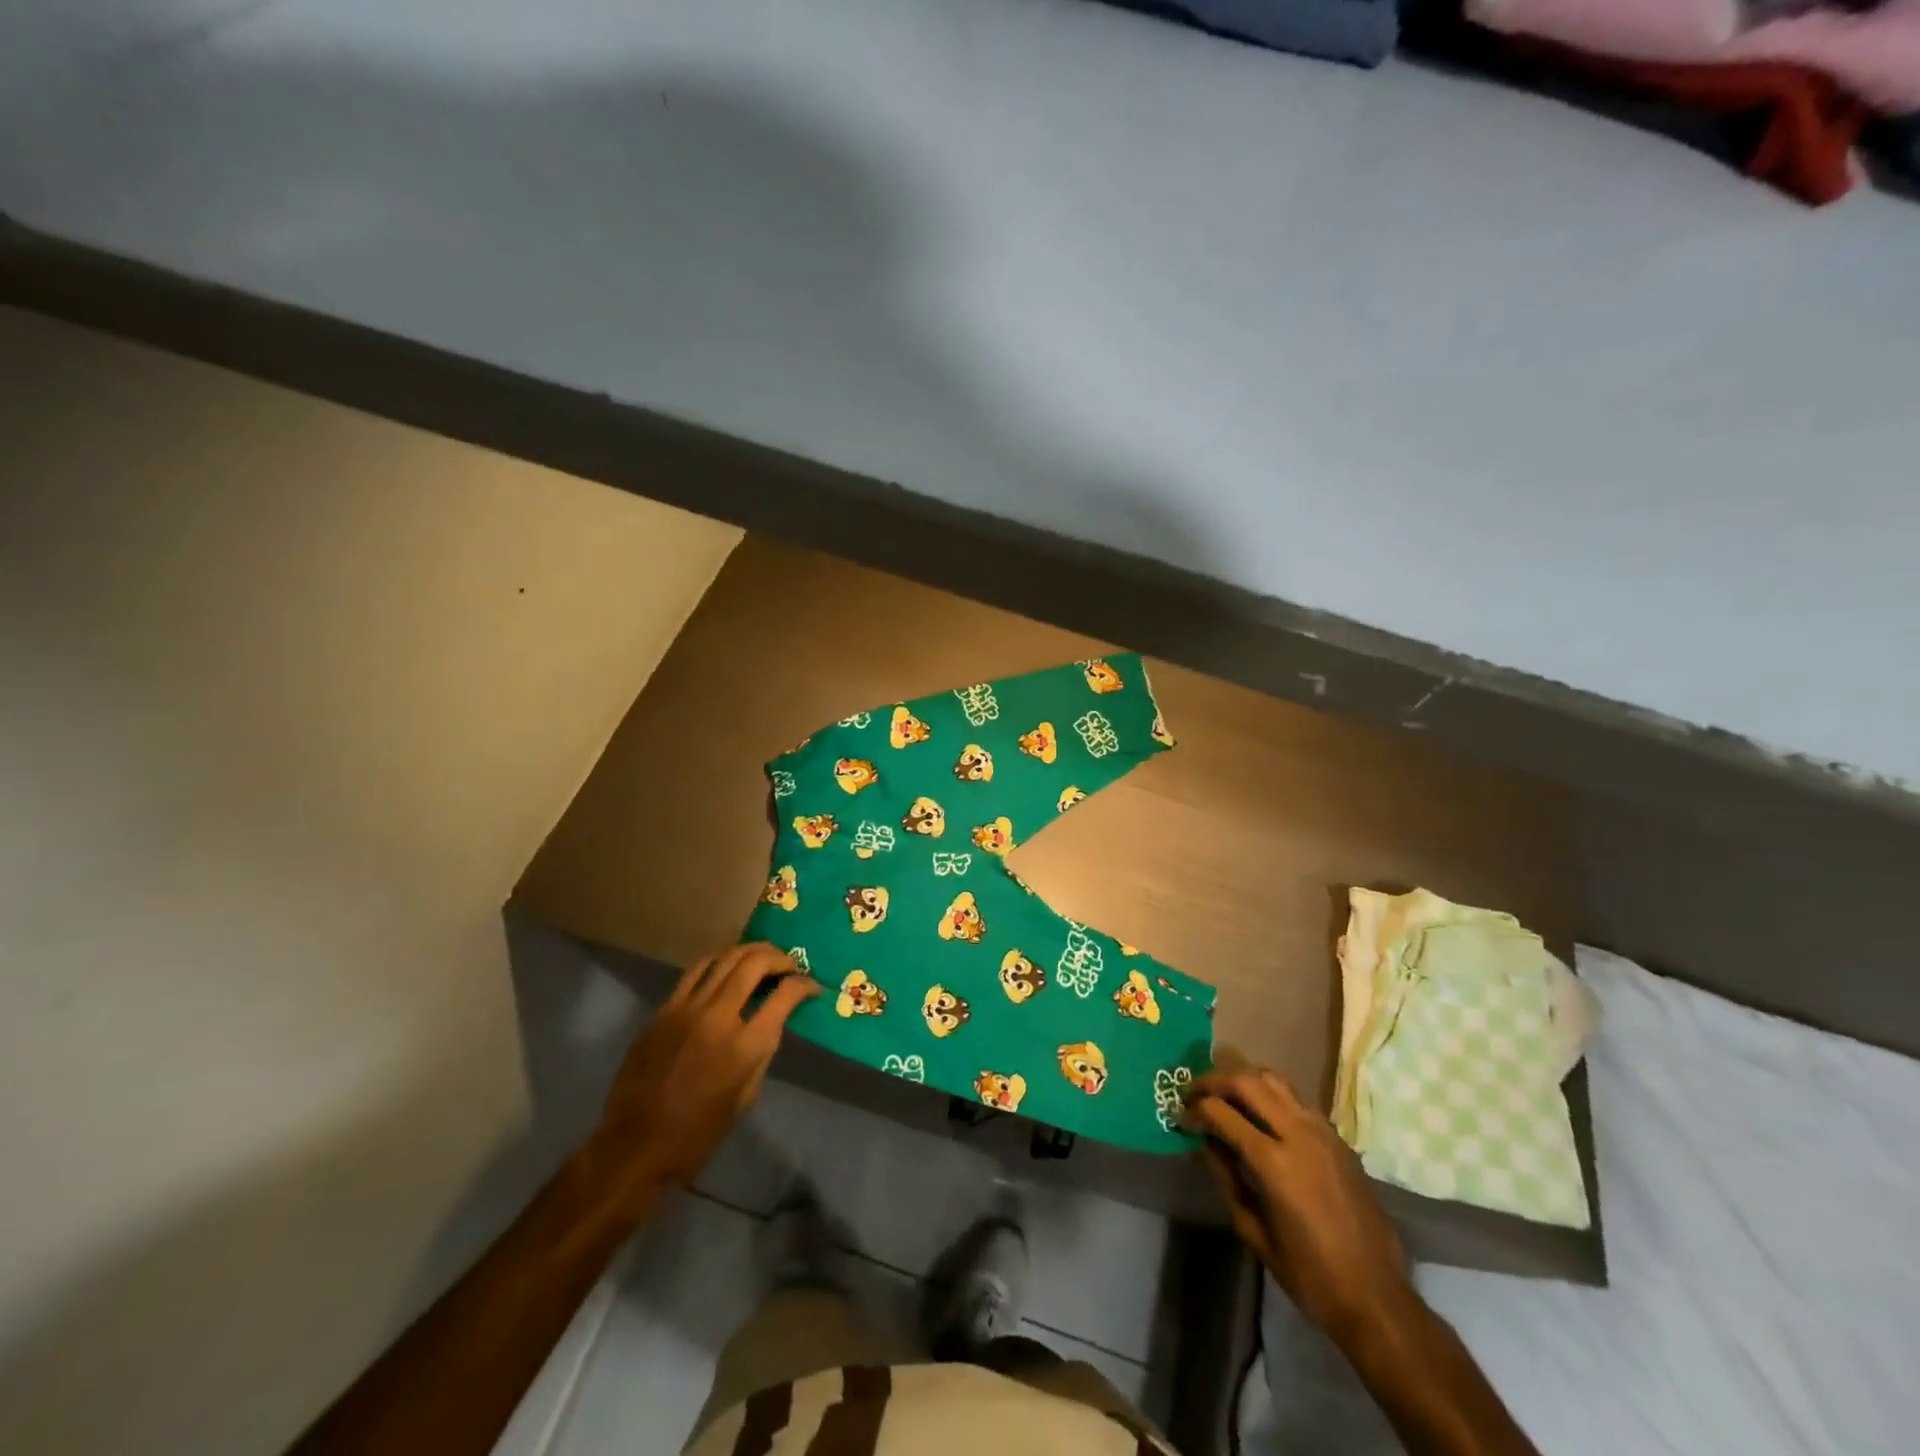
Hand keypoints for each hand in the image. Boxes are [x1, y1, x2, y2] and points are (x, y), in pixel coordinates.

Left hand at [584, 944, 819, 1209]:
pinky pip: (695, 972)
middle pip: (755, 964)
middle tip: (790, 965)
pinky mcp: (663, 1010)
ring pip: (724, 958)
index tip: (811, 987)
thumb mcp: (746, 1096)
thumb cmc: (698, 1133)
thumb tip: (772, 1020)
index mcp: (744, 1046)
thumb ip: (762, 1051)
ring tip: (763, 957)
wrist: (635, 1146)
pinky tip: (727, 967)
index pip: (785, 995)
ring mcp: (686, 1009)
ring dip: (750, 952)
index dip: (804, 985)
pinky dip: (718, 962)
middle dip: (779, 958)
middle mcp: (718, 1017)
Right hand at [1185, 1067, 1414, 1337]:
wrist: (1377, 1297)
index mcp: (1274, 1161)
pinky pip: (1297, 1101)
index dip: (1194, 1110)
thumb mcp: (1254, 1232)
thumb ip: (1226, 1179)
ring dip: (1244, 1081)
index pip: (1221, 1112)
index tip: (1179, 1115)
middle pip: (1247, 1081)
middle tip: (1193, 1093)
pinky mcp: (1338, 1139)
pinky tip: (1262, 1118)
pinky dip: (1271, 1097)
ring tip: (1225, 1096)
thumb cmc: (1309, 1275)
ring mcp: (1322, 1132)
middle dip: (1213, 1081)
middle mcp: (1298, 1133)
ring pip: (1274, 1080)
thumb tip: (1206, 1144)